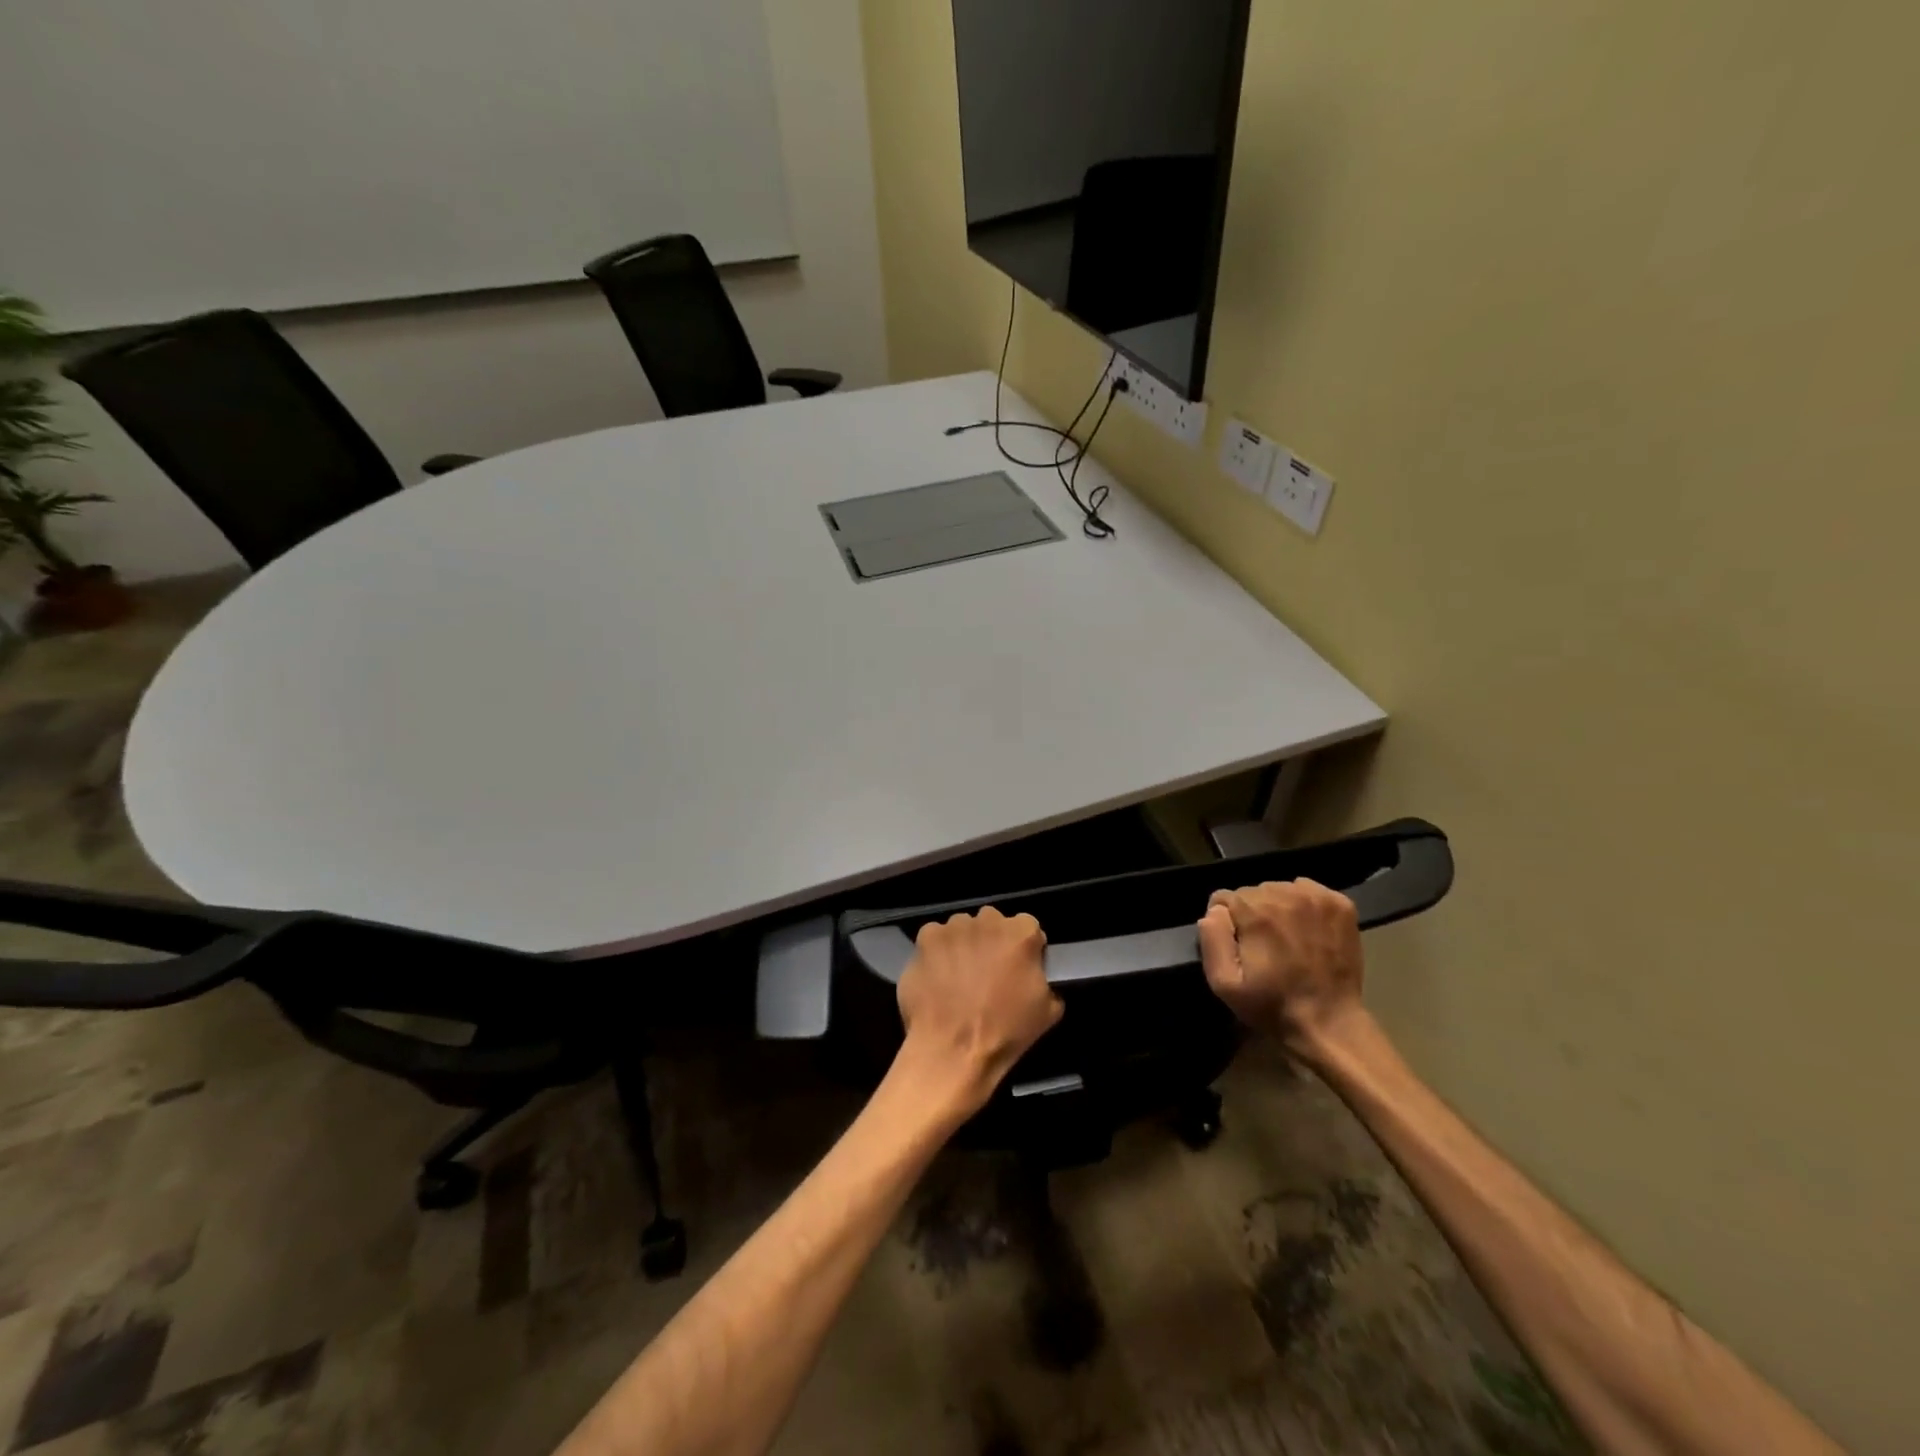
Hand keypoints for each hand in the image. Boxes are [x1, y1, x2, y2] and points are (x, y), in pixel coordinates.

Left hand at [896, 907, 1062, 1116]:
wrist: (953, 1051)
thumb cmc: (1006, 1032)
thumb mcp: (1049, 1010)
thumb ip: (1044, 978)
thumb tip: (1034, 973)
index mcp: (1022, 933)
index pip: (1028, 928)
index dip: (1024, 949)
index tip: (1018, 969)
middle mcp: (988, 920)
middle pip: (993, 923)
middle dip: (992, 942)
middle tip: (987, 973)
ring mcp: (954, 927)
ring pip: (962, 929)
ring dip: (963, 946)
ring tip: (958, 977)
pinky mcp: (926, 938)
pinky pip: (935, 939)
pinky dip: (937, 953)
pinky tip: (938, 977)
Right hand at [1198, 879, 1365, 1059]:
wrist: (1329, 1022)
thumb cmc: (1272, 1005)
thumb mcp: (1224, 983)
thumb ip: (1212, 940)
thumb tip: (1214, 912)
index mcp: (1255, 912)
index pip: (1224, 898)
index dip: (1226, 922)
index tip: (1238, 944)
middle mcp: (1284, 895)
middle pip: (1253, 892)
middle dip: (1251, 913)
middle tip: (1263, 945)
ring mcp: (1317, 898)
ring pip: (1280, 889)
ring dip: (1277, 908)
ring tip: (1286, 938)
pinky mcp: (1340, 905)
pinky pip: (1308, 890)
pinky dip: (1304, 904)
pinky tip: (1308, 929)